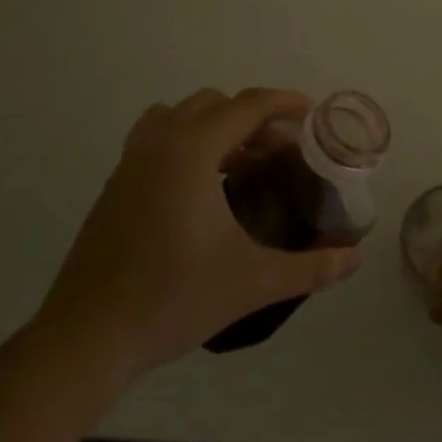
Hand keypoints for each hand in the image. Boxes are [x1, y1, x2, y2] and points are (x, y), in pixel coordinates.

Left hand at [34, 88, 362, 385]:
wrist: (88, 337)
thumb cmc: (173, 299)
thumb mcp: (252, 282)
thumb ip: (310, 267)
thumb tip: (354, 258)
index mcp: (191, 150)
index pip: (247, 106)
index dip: (285, 103)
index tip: (313, 114)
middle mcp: (159, 142)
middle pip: (215, 104)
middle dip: (253, 119)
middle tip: (282, 152)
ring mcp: (130, 161)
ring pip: (180, 116)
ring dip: (216, 127)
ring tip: (243, 163)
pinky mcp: (115, 184)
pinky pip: (158, 139)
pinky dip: (188, 143)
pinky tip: (203, 189)